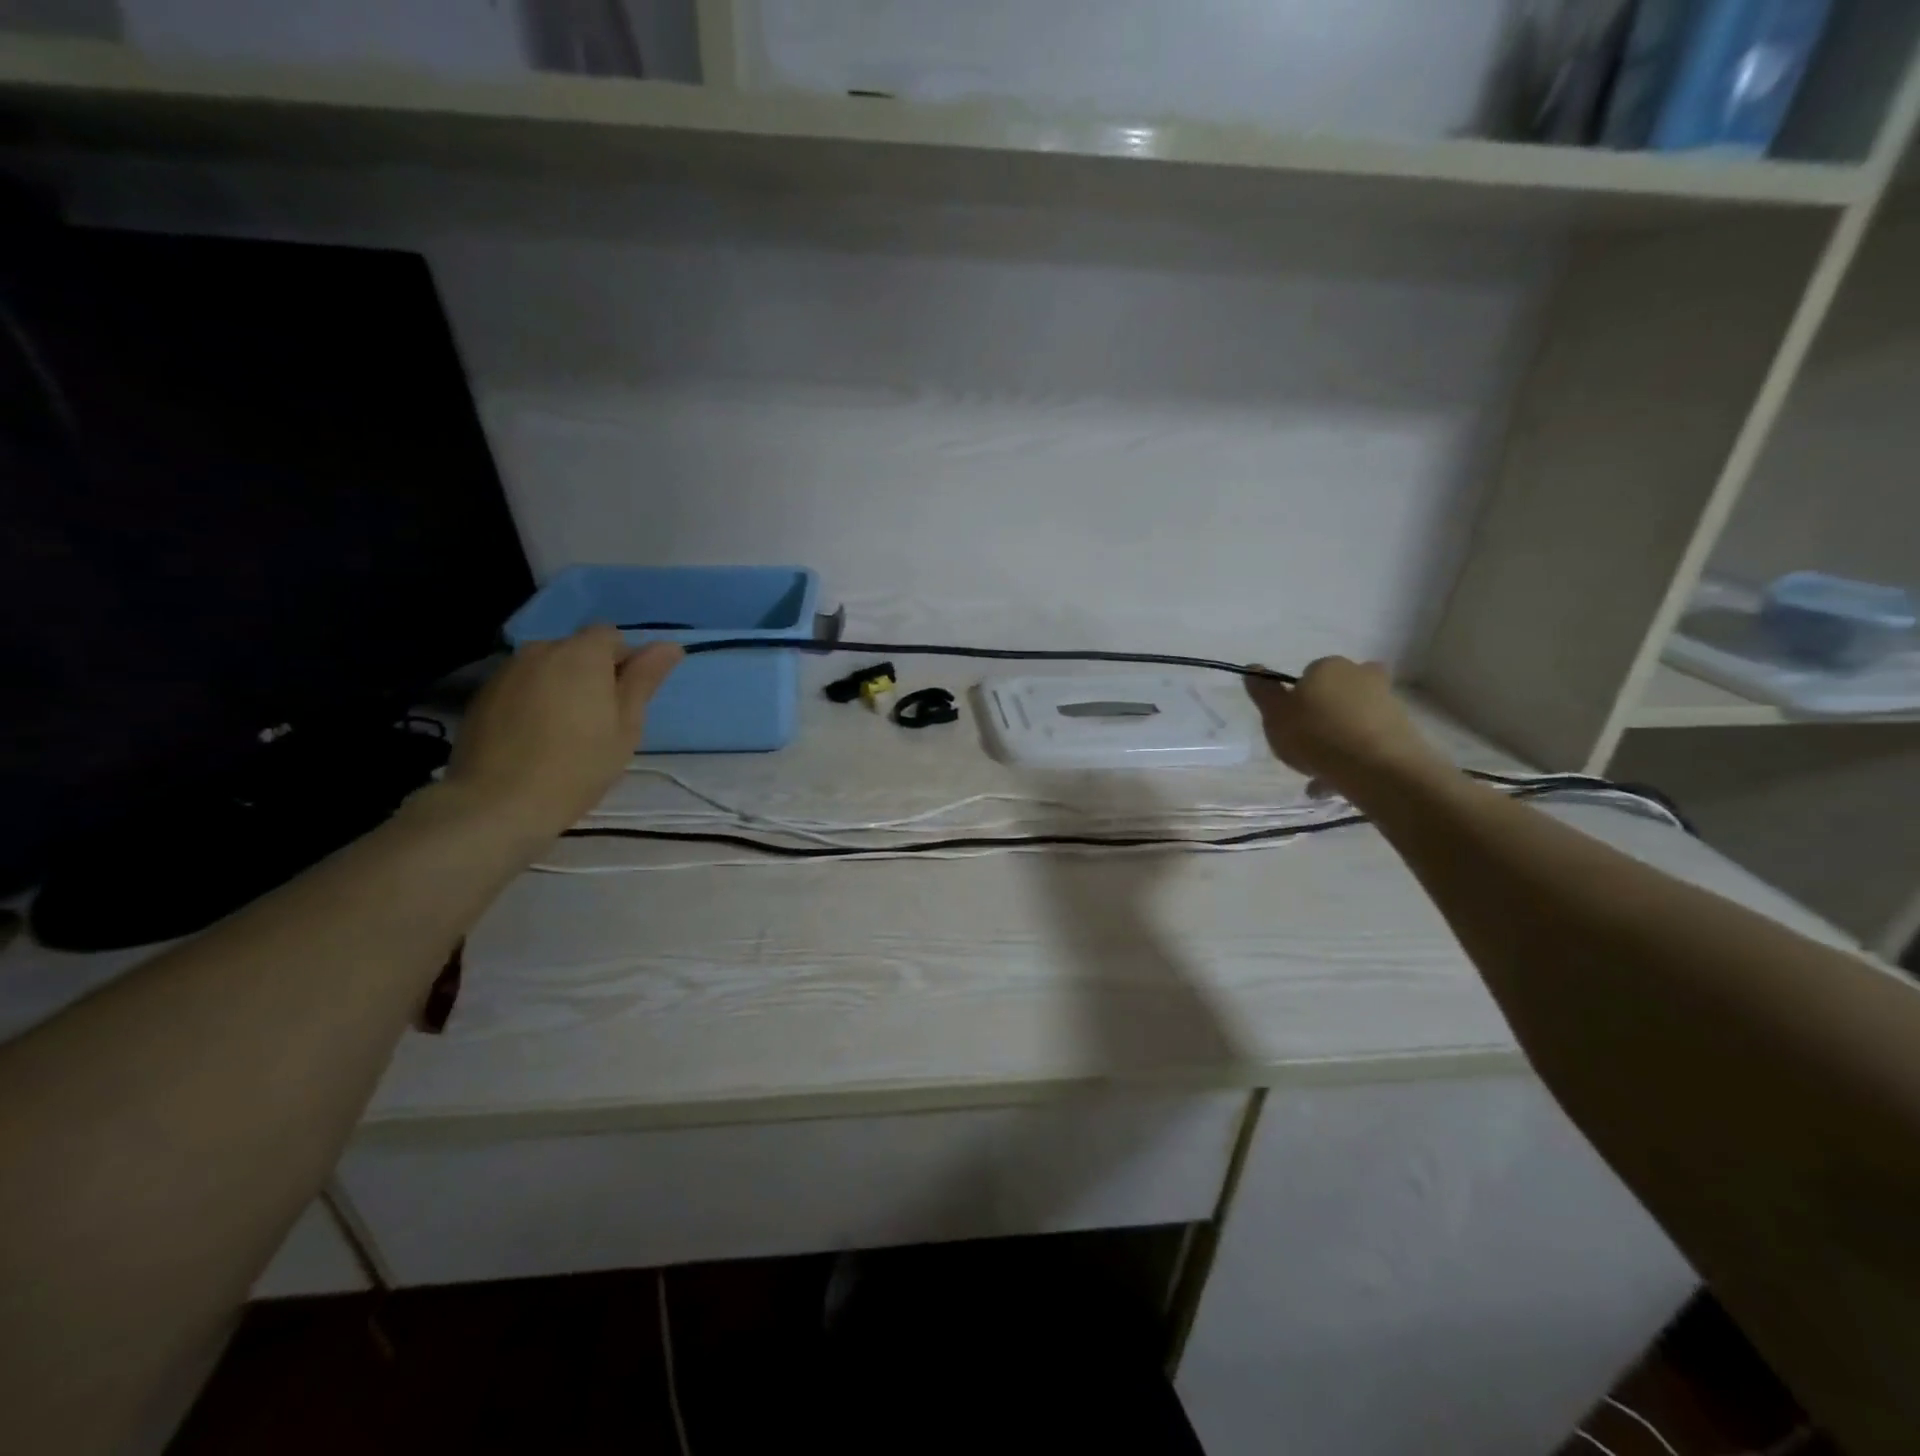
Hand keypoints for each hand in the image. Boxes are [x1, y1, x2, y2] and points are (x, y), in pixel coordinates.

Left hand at [443, 626, 682, 838]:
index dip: (624, 662)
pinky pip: (521, 686)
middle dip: (592, 674)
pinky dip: (533, 701)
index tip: (625, 701)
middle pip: (577, 650)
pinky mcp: (482, 695)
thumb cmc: (578, 765)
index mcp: (582, 654)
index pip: (611, 635)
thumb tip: (670, 645)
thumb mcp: (626, 726)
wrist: (498, 803)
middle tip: (599, 721)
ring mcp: (506, 671)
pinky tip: (534, 738)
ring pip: (548, 668)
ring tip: (564, 731)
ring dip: (562, 687)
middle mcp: (541, 650)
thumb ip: (644, 680)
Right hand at [1246, 656, 1450, 794]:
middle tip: (1305, 746)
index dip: (1296, 700)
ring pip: (1352, 720)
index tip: (1289, 725)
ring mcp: (1386, 702)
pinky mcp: (1402, 730)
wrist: (1378, 768)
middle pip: (1335, 695)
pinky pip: (1368, 742)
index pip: (1307, 676)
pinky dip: (1354, 758)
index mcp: (1328, 667)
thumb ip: (1263, 692)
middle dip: (1322, 717)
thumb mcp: (1275, 715)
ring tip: (1318, 775)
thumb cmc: (1315, 735)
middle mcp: (1361, 676)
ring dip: (1337, 741)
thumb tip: (1253, 668)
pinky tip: (1336, 784)